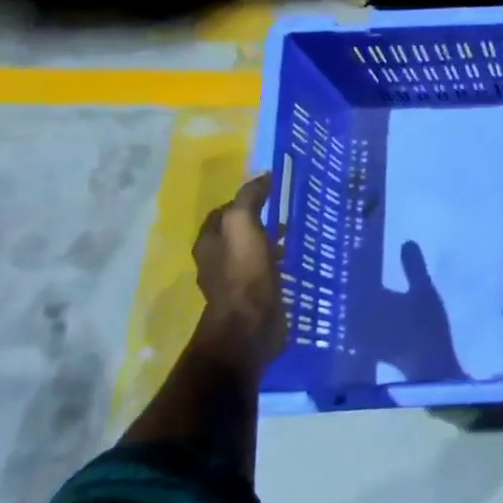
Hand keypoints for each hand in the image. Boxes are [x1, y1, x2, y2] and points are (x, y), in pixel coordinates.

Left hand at [191, 173, 287, 381]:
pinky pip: (265, 271)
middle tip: (285, 212)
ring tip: (294, 234)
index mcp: (208, 242)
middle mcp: (216, 261)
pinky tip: (294, 260)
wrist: (250, 326)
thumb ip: (249, 198)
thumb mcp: (243, 224)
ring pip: (252, 252)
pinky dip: (277, 262)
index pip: (223, 212)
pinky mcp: (253, 298)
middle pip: (237, 233)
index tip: (269, 193)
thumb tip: (263, 176)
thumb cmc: (243, 272)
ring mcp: (234, 282)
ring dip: (269, 242)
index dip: (243, 200)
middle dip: (258, 221)